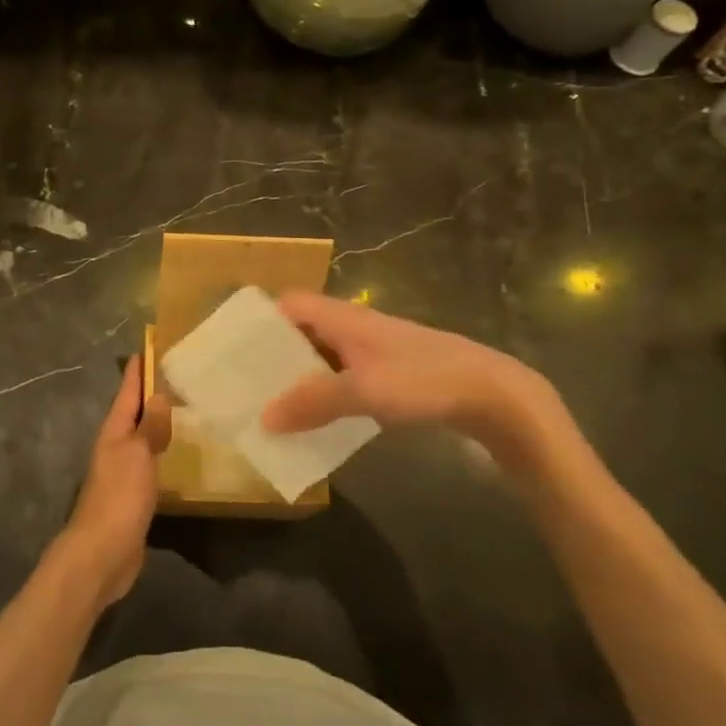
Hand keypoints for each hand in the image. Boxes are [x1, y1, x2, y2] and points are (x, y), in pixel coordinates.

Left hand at [59, 356, 172, 609]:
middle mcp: (116, 447)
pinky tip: (176, 455)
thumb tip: (158, 394)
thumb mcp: (137, 455)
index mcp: (114, 432)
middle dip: (149, 395)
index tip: (147, 349)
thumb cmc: (119, 498)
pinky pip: (149, 464)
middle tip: (174, 376)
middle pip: (133, 414)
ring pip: (142, 438)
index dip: (137, 372)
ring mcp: (123, 473)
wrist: (101, 554)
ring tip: (180, 409)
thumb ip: (149, 426)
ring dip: (156, 424)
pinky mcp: (133, 497)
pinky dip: (161, 453)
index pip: (127, 393)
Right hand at [259, 291, 570, 472]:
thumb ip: (312, 402)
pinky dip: (323, 393)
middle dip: (273, 354)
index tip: (233, 347)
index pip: (289, 304)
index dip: (260, 320)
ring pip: (321, 357)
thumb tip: (264, 418)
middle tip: (244, 384)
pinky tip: (316, 420)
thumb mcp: (363, 390)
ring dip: (298, 377)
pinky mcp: (389, 373)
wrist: (492, 393)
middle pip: (301, 331)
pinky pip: (342, 377)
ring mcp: (373, 350)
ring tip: (270, 406)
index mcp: (342, 318)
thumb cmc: (423, 380)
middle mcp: (353, 327)